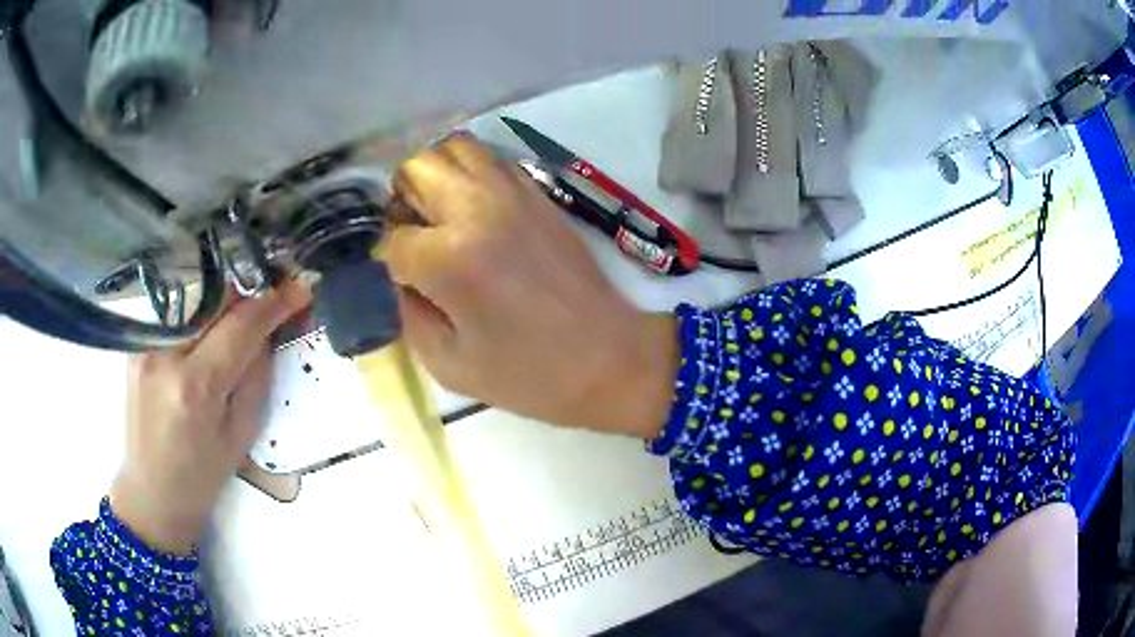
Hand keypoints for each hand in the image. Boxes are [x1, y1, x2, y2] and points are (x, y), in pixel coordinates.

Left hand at [110, 283, 308, 554]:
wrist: (153, 489)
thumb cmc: (203, 473)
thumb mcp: (242, 432)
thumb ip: (256, 373)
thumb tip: (271, 326)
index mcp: (196, 386)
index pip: (240, 325)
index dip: (274, 302)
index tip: (300, 287)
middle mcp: (166, 354)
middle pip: (214, 297)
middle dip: (248, 291)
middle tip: (271, 297)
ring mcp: (146, 344)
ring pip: (194, 296)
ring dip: (224, 298)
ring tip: (242, 312)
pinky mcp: (136, 343)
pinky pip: (176, 311)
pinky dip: (200, 309)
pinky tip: (209, 325)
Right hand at [384, 133, 676, 437]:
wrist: (608, 356)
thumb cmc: (530, 374)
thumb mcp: (449, 364)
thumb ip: (408, 313)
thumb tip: (398, 276)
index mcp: (449, 258)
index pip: (393, 237)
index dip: (390, 260)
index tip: (403, 279)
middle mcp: (476, 209)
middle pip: (415, 168)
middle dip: (402, 200)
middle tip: (414, 235)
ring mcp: (511, 192)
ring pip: (452, 147)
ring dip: (434, 175)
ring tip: (439, 213)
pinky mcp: (538, 191)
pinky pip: (489, 158)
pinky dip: (468, 172)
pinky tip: (472, 208)